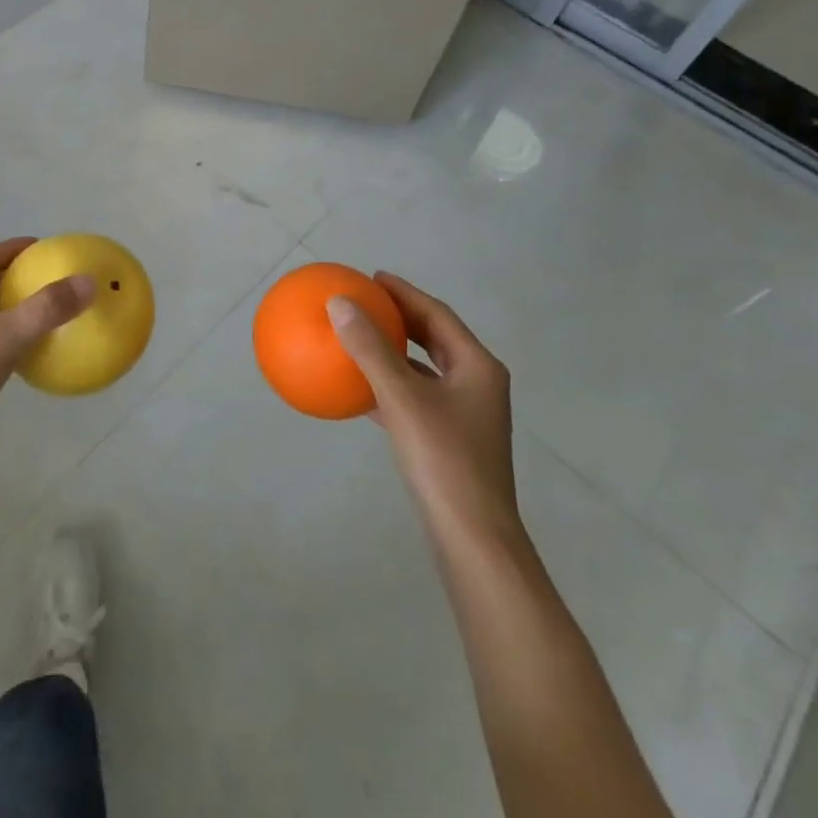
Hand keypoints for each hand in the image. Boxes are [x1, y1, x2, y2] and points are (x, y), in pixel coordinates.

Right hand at [329, 273, 521, 548]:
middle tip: (367, 302)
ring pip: (427, 370)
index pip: (438, 315)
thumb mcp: (402, 398)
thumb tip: (339, 303)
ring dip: (396, 352)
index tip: (374, 277)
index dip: (405, 293)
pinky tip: (362, 391)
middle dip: (402, 319)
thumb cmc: (444, 461)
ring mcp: (467, 416)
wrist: (473, 539)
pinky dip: (392, 386)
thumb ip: (371, 349)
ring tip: (362, 337)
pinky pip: (418, 399)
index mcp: (477, 367)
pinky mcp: (452, 442)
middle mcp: (478, 385)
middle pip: (436, 339)